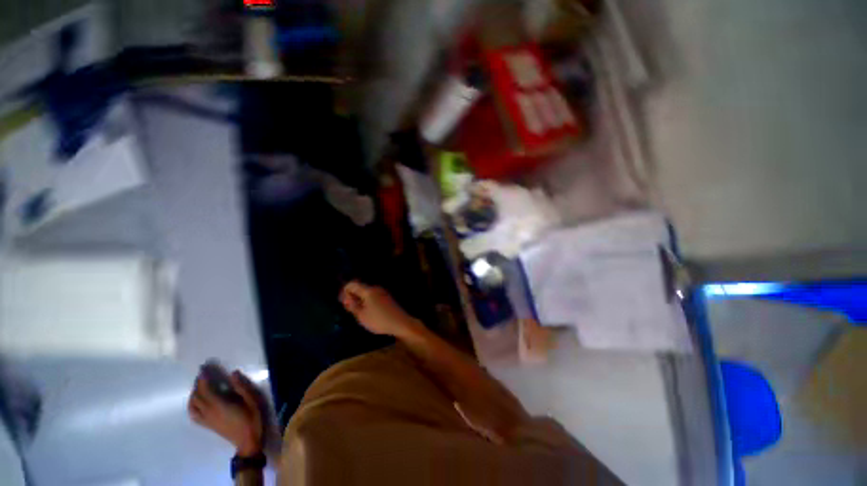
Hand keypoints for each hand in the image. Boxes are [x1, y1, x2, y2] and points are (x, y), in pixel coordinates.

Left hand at [188, 371, 262, 455]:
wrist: (248, 441)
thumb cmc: (252, 419)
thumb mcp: (252, 401)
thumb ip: (242, 387)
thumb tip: (233, 373)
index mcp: (219, 405)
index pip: (206, 390)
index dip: (203, 379)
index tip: (203, 369)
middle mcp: (209, 412)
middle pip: (197, 396)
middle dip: (197, 384)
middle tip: (201, 374)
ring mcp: (207, 420)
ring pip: (192, 406)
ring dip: (193, 394)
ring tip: (198, 386)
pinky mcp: (208, 425)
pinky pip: (194, 415)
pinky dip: (192, 406)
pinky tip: (196, 402)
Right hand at [340, 281, 421, 338]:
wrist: (400, 323)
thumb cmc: (379, 320)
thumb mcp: (361, 315)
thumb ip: (352, 305)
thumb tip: (346, 298)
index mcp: (368, 290)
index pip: (352, 284)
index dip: (344, 292)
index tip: (343, 303)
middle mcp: (375, 288)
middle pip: (360, 288)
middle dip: (352, 296)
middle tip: (349, 309)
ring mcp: (382, 292)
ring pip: (366, 293)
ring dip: (360, 300)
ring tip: (358, 313)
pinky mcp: (386, 298)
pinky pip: (373, 296)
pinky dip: (367, 302)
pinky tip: (368, 313)